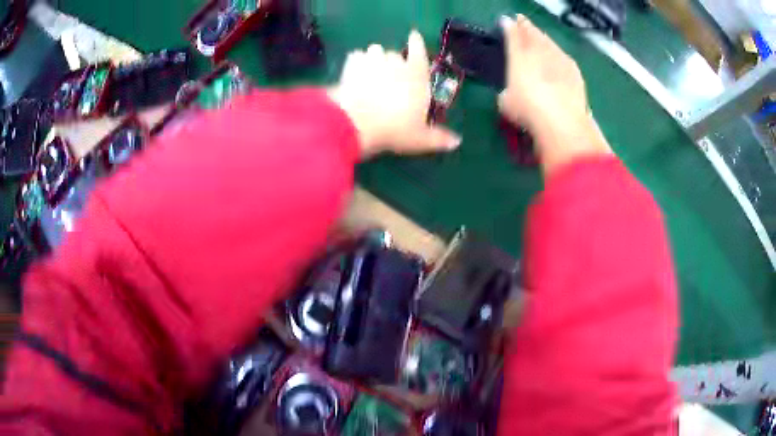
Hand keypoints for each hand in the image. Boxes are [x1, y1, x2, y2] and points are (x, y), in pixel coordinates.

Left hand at [328, 31, 460, 158]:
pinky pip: (356, 57)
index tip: (414, 36)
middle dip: (394, 61)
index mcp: (417, 76)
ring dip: (375, 58)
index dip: (417, 43)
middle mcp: (396, 63)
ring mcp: (372, 61)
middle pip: (395, 54)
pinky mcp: (351, 65)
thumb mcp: (419, 139)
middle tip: (390, 75)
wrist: (357, 123)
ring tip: (371, 70)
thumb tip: (457, 141)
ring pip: (375, 51)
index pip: (419, 51)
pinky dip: (356, 63)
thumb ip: (438, 138)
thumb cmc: (394, 129)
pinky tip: (353, 74)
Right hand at [499, 15, 610, 175]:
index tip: (506, 21)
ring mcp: (558, 58)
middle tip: (523, 22)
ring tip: (539, 35)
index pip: (512, 35)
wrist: (561, 120)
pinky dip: (558, 53)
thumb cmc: (528, 110)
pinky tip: (558, 56)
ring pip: (548, 41)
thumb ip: (507, 91)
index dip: (508, 27)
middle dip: (526, 26)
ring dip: (543, 37)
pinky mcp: (574, 70)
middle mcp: (538, 51)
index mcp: (518, 56)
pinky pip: (563, 55)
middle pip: (532, 33)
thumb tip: (511, 92)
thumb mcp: (507, 103)